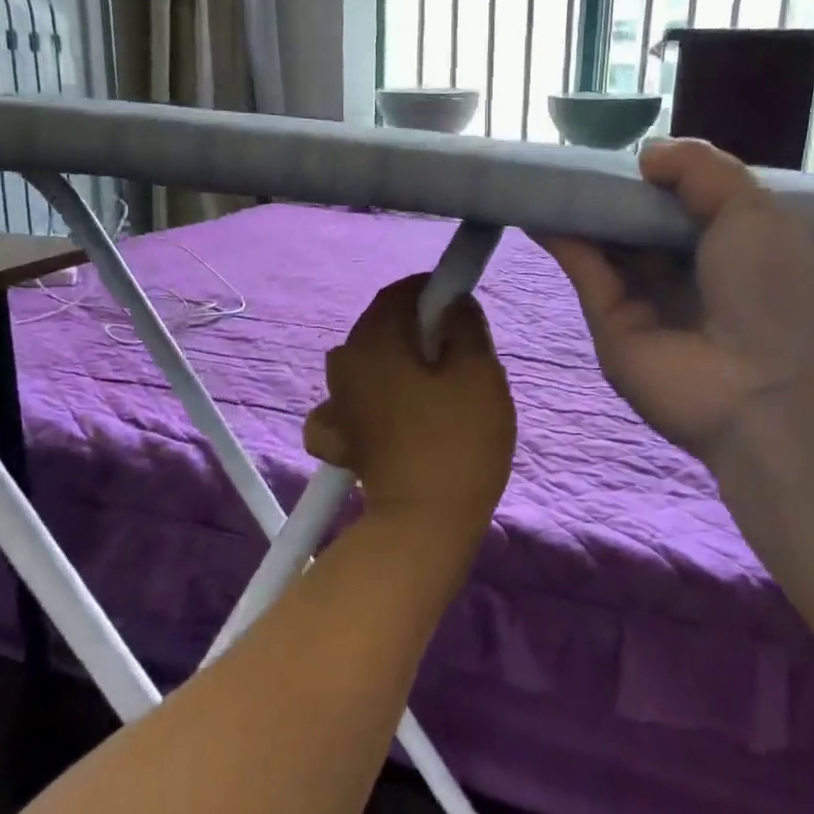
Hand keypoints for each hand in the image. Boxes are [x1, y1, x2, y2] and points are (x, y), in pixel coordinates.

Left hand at [304, 275, 515, 535]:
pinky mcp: (337, 439)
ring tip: (431, 390)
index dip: (431, 291)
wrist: (424, 522)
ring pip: (366, 364)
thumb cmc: (458, 440)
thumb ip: (465, 325)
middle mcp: (344, 363)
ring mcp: (334, 403)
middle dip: (416, 330)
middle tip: (456, 353)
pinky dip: (367, 403)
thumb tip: (453, 302)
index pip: (399, 293)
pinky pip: (348, 406)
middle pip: (380, 328)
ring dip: (394, 365)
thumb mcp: (479, 372)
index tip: (460, 306)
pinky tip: (386, 419)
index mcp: (375, 340)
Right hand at [539, 138, 813, 462]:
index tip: (623, 149)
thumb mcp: (753, 209)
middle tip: (574, 157)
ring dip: (580, 213)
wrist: (767, 390)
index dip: (653, 177)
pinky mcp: (610, 327)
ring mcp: (647, 303)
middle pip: (639, 225)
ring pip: (607, 248)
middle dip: (611, 193)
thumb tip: (645, 153)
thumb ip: (700, 170)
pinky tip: (540, 209)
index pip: (683, 203)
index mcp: (732, 245)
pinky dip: (564, 242)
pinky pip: (587, 274)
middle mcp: (688, 274)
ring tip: (546, 175)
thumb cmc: (774, 290)